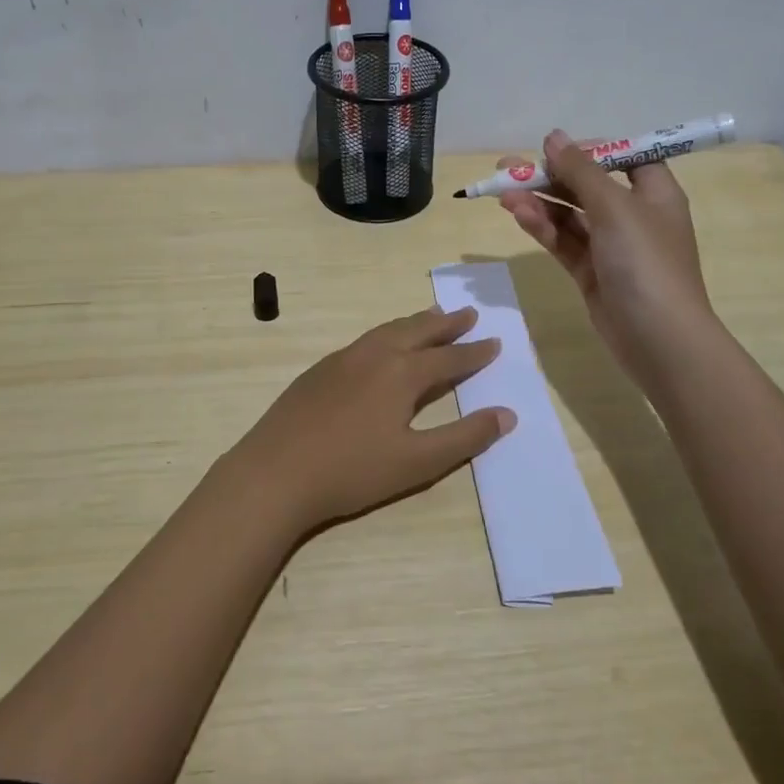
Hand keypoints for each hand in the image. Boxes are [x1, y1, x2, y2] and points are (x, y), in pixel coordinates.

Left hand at [228, 306, 515, 532]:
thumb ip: (464, 437)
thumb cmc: (352, 471)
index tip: (495, 341)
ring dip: (414, 323)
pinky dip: (386, 333)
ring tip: (431, 316)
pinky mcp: (320, 370)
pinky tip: (382, 345)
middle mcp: (374, 355)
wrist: (276, 471)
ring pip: (387, 330)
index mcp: (401, 373)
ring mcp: (343, 359)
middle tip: (468, 312)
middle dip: (446, 323)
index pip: (449, 357)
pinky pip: (364, 340)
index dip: (474, 352)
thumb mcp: (418, 462)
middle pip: (417, 331)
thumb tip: (507, 414)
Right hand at [497, 129, 713, 378]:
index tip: (557, 150)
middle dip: (549, 176)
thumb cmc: (645, 262)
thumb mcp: (614, 207)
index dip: (593, 151)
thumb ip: (580, 171)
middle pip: (588, 186)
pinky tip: (518, 216)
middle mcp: (634, 216)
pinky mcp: (592, 273)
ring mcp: (612, 247)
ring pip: (570, 215)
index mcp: (655, 194)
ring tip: (503, 194)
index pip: (626, 159)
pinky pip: (564, 241)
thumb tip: (554, 137)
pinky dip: (542, 228)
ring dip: (539, 202)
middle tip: (507, 168)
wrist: (659, 339)